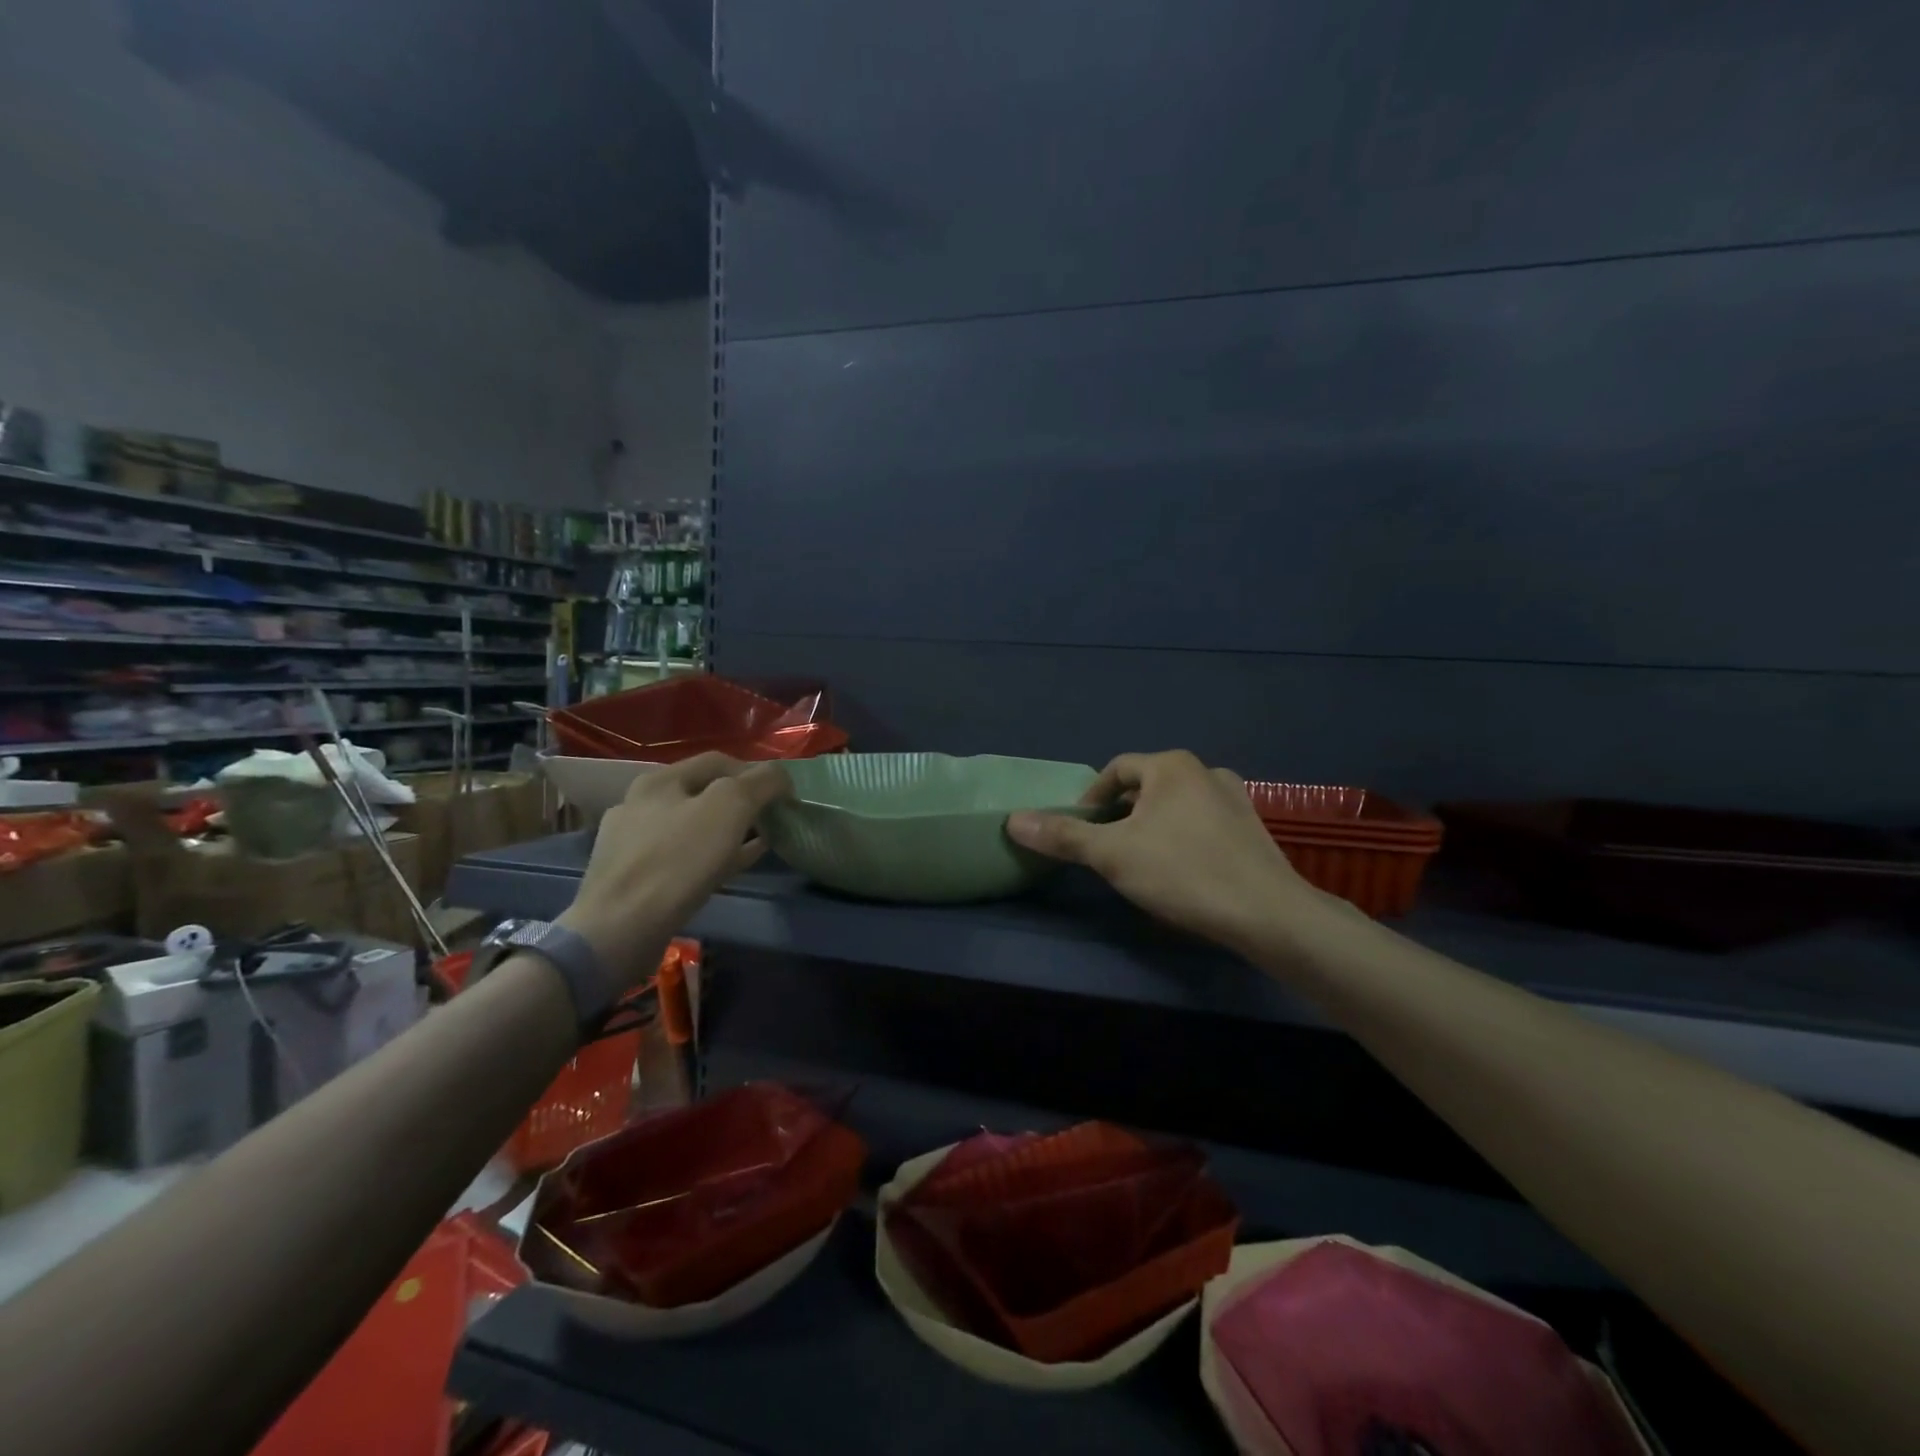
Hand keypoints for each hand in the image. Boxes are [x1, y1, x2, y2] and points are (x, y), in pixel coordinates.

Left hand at [558, 753, 790, 986]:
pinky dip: (713, 858)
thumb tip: (780, 777)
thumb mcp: (729, 807)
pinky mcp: (634, 878)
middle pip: (704, 793)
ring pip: (694, 828)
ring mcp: (633, 843)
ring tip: (759, 845)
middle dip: (743, 803)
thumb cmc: (677, 861)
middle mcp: (640, 804)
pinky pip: (683, 859)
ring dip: (729, 832)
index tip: (783, 796)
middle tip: (772, 820)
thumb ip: (761, 782)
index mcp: (660, 780)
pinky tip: (732, 869)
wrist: (618, 930)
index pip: (719, 761)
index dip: (757, 772)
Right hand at [1007, 750, 1332, 953]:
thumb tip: (1013, 820)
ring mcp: (1235, 798)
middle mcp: (1205, 771)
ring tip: (1142, 862)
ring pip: (1176, 806)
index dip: (1091, 798)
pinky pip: (1202, 823)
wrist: (1268, 914)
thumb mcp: (1112, 855)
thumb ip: (1063, 836)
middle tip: (1108, 850)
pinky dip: (1183, 838)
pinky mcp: (1253, 828)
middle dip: (1121, 815)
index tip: (1081, 831)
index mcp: (1171, 766)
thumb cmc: (1183, 873)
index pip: (1116, 770)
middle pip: (1146, 787)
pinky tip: (1182, 872)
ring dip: (1152, 827)